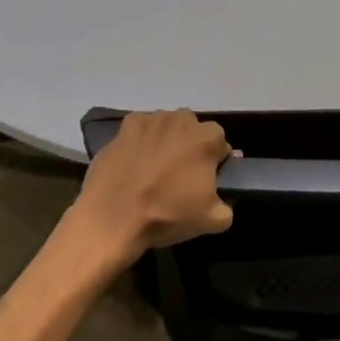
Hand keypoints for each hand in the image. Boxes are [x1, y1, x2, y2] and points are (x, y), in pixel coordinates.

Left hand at [67, 110, 234, 265]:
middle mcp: (182, 119)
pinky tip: (134, 161)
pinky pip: (140, 129)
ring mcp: (151, 119)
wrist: (112, 218)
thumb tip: (221, 200)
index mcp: (207, 138)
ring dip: (165, 140)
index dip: (214, 160)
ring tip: (154, 168)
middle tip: (180, 173)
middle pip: (193, 129)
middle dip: (190, 145)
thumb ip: (227, 205)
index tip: (205, 178)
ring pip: (166, 126)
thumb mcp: (212, 220)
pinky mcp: (125, 126)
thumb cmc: (166, 215)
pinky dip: (140, 140)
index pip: (219, 143)